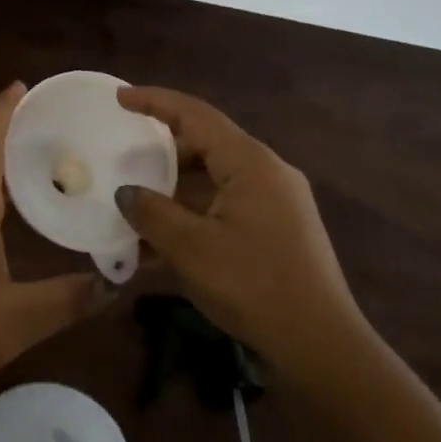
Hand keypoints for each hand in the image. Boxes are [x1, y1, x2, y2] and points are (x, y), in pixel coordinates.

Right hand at [114, 86, 369, 378]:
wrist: (320, 345)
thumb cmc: (254, 285)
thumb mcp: (192, 248)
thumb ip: (152, 212)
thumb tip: (126, 192)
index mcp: (250, 163)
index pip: (195, 115)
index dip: (155, 101)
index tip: (119, 97)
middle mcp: (267, 172)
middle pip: (206, 145)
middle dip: (161, 151)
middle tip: (123, 156)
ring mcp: (276, 202)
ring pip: (214, 179)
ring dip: (174, 191)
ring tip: (134, 206)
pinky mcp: (277, 229)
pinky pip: (225, 207)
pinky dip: (193, 215)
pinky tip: (161, 245)